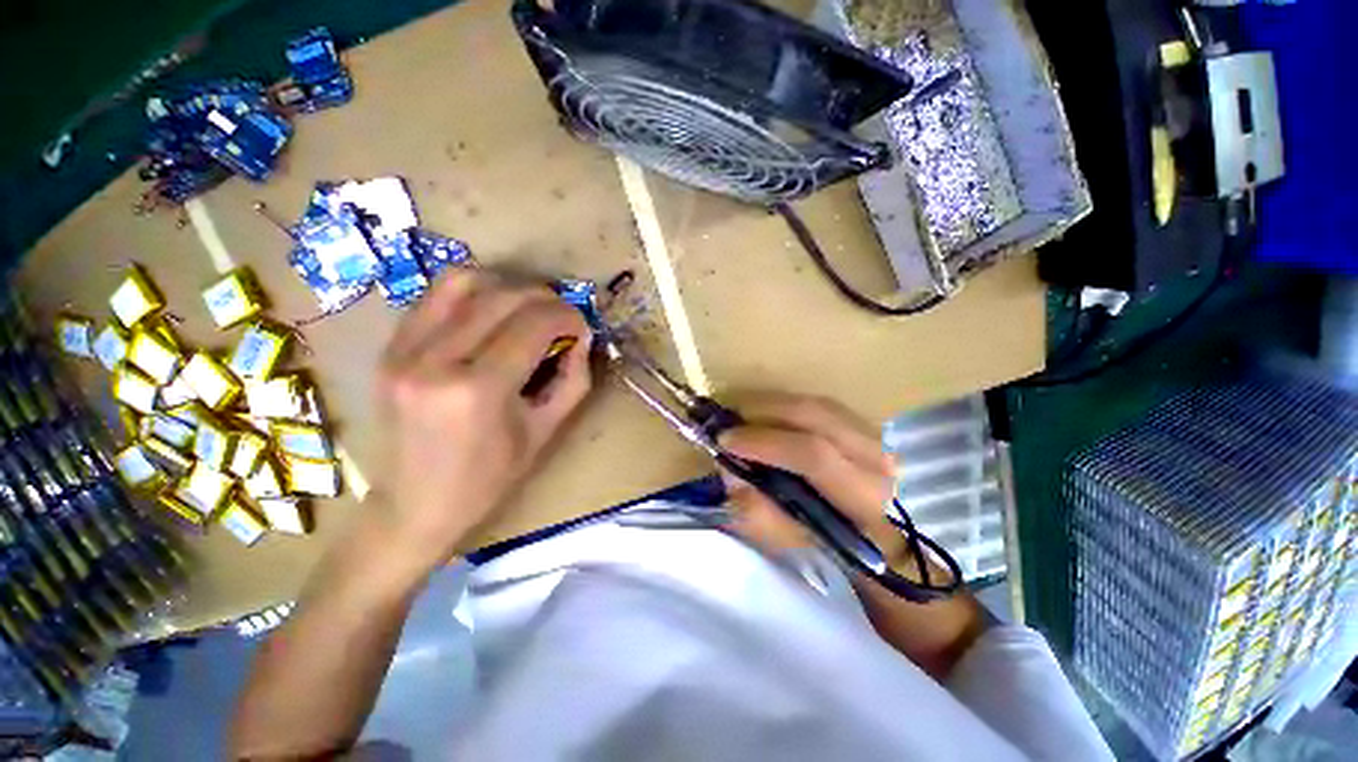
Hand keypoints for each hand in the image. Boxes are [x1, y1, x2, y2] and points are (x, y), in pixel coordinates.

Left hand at [374, 270, 592, 568]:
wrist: (414, 505)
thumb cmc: (489, 478)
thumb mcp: (545, 431)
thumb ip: (573, 379)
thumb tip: (582, 336)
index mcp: (478, 391)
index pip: (534, 324)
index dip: (568, 316)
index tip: (581, 326)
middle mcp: (434, 360)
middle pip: (502, 297)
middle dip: (545, 298)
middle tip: (562, 316)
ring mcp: (403, 350)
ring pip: (463, 282)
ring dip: (507, 286)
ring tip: (527, 308)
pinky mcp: (389, 348)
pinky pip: (434, 297)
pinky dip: (472, 293)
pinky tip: (491, 312)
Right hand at [721, 393, 984, 676]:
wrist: (880, 540)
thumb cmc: (832, 547)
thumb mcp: (790, 543)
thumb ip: (756, 510)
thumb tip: (730, 470)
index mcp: (861, 496)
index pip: (812, 455)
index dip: (764, 443)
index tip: (725, 440)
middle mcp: (874, 458)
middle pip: (814, 415)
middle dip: (762, 411)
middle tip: (728, 420)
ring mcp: (873, 436)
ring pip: (815, 404)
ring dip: (772, 405)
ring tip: (741, 415)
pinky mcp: (865, 426)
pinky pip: (818, 405)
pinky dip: (786, 406)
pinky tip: (765, 414)